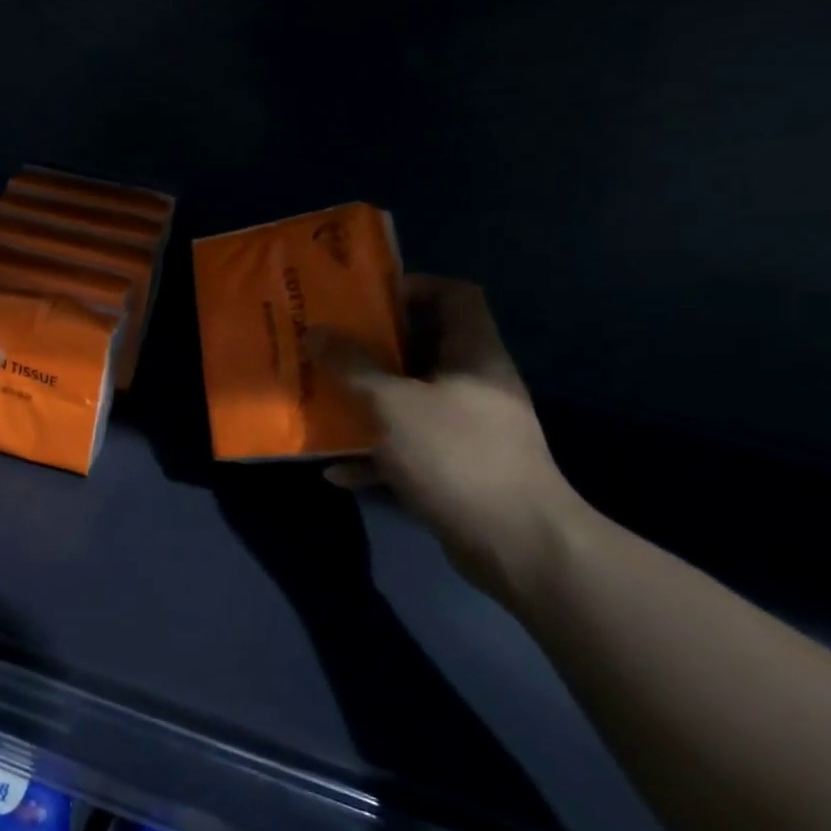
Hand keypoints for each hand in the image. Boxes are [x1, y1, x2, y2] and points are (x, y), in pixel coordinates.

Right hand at [310, 276, 588, 609]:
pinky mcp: (457, 469)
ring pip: (409, 401)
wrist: (515, 544)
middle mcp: (474, 385)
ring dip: (365, 402)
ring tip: (322, 401)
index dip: (414, 286)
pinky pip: (407, 448)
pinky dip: (374, 455)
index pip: (455, 295)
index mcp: (473, 355)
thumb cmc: (456, 455)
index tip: (364, 298)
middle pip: (422, 348)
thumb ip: (351, 366)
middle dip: (371, 348)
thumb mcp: (392, 404)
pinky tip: (336, 470)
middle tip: (326, 346)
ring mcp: (467, 429)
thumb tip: (315, 332)